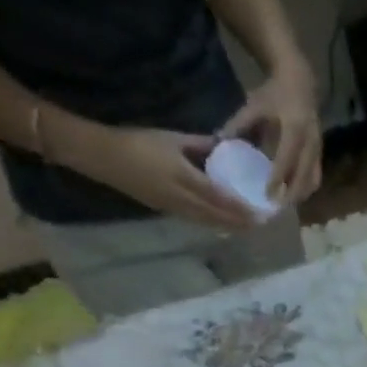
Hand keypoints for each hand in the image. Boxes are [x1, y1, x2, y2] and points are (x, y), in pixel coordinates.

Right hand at [61, 125, 259, 230]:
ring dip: (230, 226)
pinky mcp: (168, 212)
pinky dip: (214, 223)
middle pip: (219, 217)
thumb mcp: (172, 138)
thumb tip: (224, 146)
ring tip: (249, 227)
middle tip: (262, 224)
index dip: (243, 208)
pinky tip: (225, 223)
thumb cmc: (138, 142)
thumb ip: (200, 145)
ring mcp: (176, 209)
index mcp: (186, 179)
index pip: (222, 199)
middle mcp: (184, 200)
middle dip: (242, 222)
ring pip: (210, 223)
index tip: (262, 212)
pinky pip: (198, 222)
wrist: (103, 157)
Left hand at [219, 63, 322, 202]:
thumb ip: (238, 125)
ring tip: (284, 205)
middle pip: (304, 176)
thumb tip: (219, 143)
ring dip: (300, 195)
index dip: (278, 178)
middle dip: (291, 194)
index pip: (286, 158)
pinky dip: (305, 189)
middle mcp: (310, 141)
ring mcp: (318, 149)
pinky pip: (315, 177)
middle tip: (275, 208)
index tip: (268, 195)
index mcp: (294, 127)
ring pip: (313, 180)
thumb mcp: (254, 105)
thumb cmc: (274, 94)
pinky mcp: (320, 154)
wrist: (300, 82)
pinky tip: (292, 196)